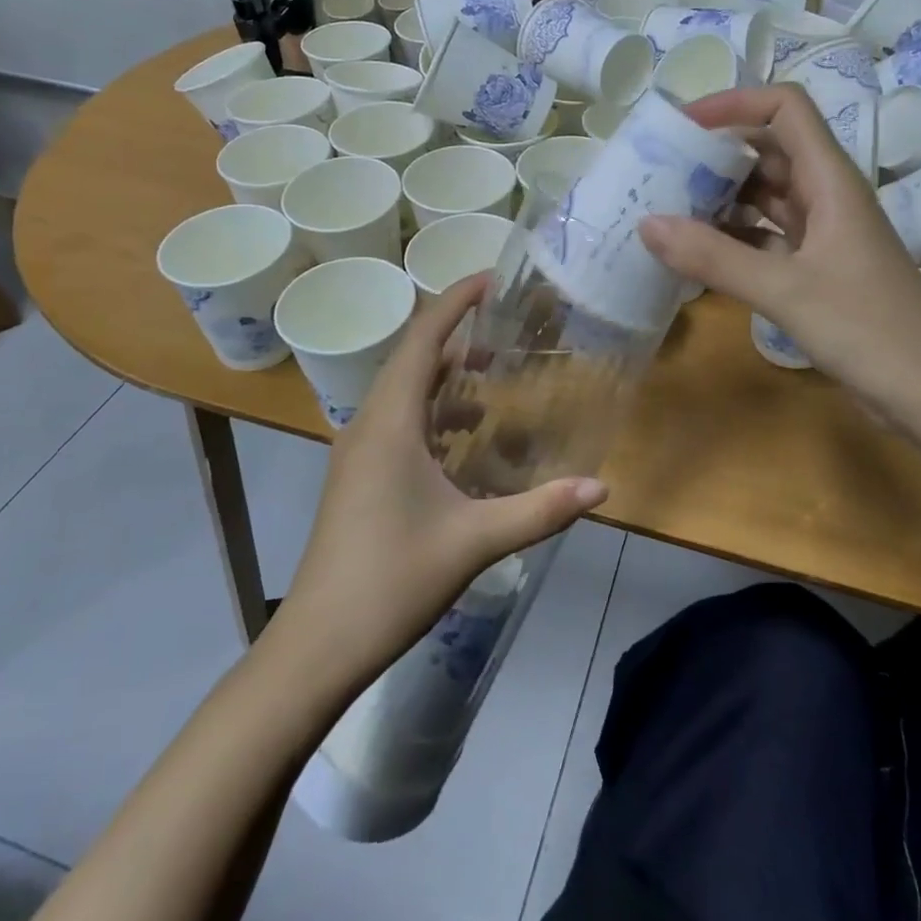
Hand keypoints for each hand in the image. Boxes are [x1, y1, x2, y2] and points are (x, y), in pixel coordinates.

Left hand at [278, 276, 606, 687]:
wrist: (319, 643)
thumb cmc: (392, 578)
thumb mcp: (475, 540)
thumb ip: (540, 510)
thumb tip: (602, 486)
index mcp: (390, 422)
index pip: (422, 339)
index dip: (455, 301)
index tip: (492, 278)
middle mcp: (369, 424)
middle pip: (412, 358)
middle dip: (456, 334)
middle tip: (506, 324)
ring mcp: (359, 451)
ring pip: (404, 392)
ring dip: (444, 376)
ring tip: (492, 374)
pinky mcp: (359, 475)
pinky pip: (399, 421)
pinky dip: (433, 412)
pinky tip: (465, 437)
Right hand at [639, 85, 920, 418]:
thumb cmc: (869, 330)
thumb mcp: (785, 290)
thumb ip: (714, 257)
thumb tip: (646, 224)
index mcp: (830, 180)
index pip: (785, 109)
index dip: (735, 103)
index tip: (683, 126)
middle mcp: (827, 196)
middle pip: (769, 150)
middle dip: (716, 153)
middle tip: (660, 169)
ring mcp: (823, 234)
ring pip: (765, 196)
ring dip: (721, 197)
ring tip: (667, 207)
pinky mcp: (817, 269)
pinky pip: (766, 237)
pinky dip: (732, 238)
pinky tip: (696, 253)